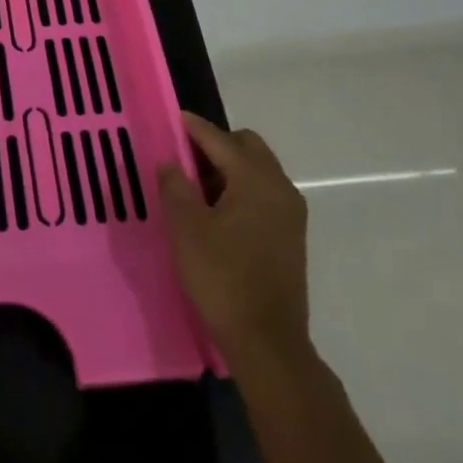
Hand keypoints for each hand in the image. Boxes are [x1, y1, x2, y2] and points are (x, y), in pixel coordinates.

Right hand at [158, 112, 311, 370]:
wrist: (268, 344)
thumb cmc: (223, 278)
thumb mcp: (186, 228)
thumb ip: (175, 186)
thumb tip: (171, 162)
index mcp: (255, 179)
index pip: (219, 139)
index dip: (193, 127)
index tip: (172, 119)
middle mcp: (280, 188)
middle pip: (247, 147)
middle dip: (216, 144)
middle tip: (184, 157)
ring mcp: (290, 214)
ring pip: (257, 171)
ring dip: (229, 168)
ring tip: (196, 186)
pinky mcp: (291, 237)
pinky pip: (264, 194)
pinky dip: (241, 189)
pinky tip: (217, 212)